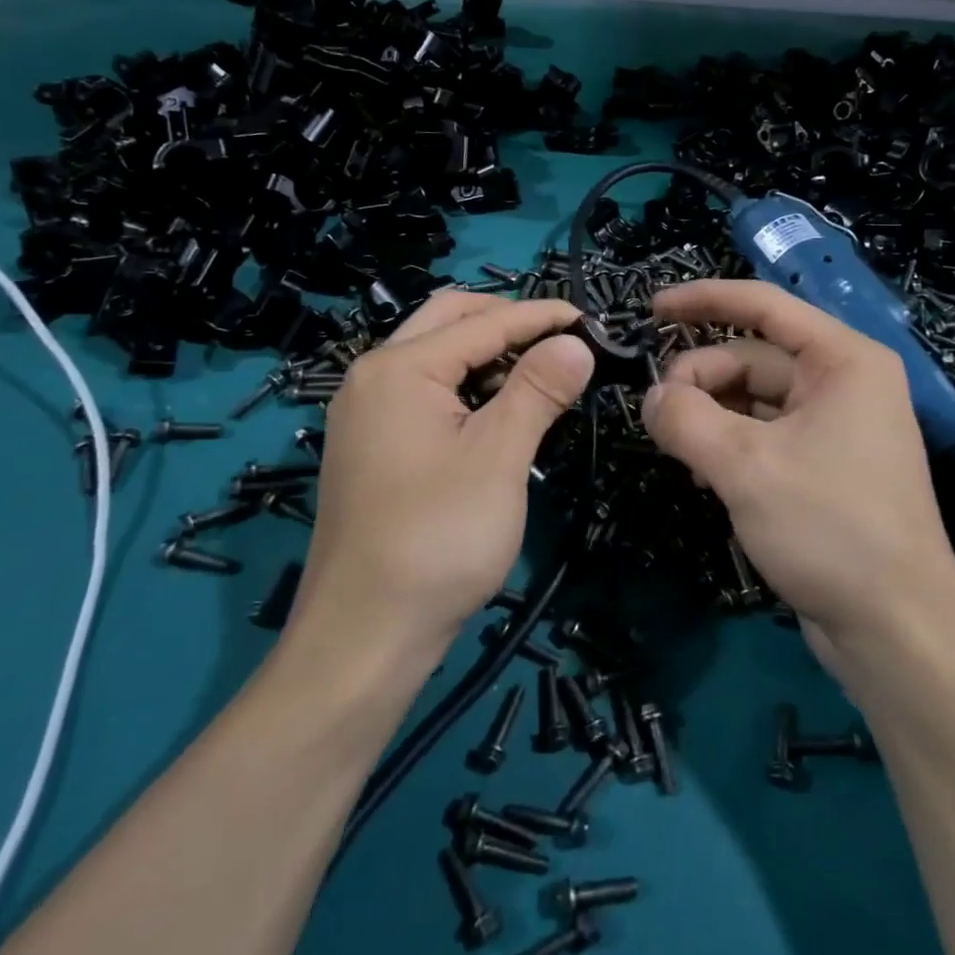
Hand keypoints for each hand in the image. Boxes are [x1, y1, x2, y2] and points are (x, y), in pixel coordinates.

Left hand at [295, 293, 593, 654]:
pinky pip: (425, 392)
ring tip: (538, 372)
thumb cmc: (437, 539)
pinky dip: (466, 386)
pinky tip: (499, 410)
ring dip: (486, 353)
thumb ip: (538, 389)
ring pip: (435, 357)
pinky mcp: (371, 445)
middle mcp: (373, 376)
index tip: (591, 319)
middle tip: (560, 339)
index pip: (482, 323)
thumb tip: (576, 342)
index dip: (541, 316)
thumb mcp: (498, 458)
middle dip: (506, 321)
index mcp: (398, 368)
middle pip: (448, 322)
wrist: (363, 637)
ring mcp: (366, 413)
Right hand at [642, 280, 954, 657]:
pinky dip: (729, 445)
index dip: (703, 300)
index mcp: (843, 361)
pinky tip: (704, 476)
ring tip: (679, 452)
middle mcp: (844, 384)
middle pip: (752, 358)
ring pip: (754, 400)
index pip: (764, 306)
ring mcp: (836, 428)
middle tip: (659, 418)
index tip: (651, 310)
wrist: (897, 632)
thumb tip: (650, 398)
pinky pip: (764, 436)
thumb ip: (685, 419)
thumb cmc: (831, 528)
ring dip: (710, 417)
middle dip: (700, 380)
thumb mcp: (745, 466)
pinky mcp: (825, 468)